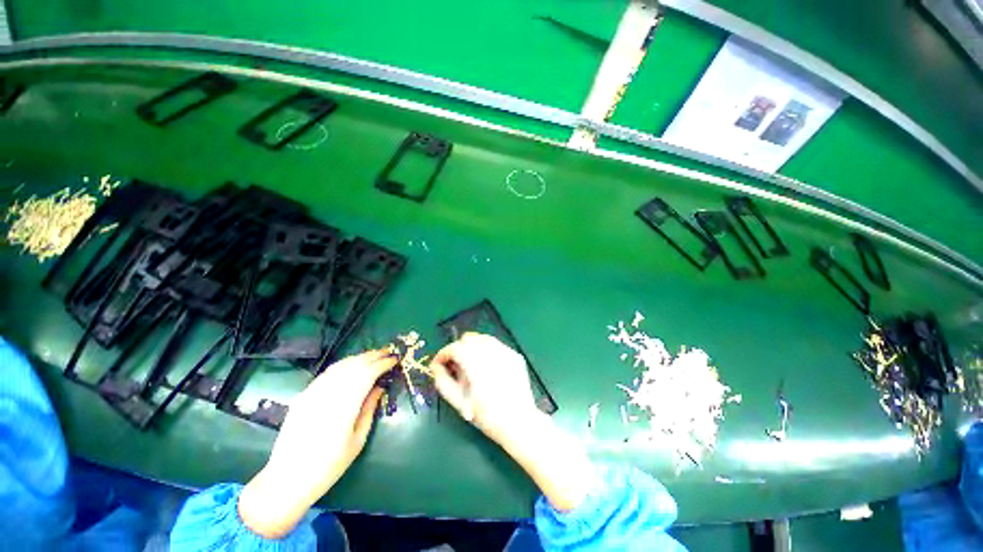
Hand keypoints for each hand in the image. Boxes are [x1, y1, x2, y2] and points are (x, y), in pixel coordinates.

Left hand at [238, 349, 395, 537]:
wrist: (288, 479)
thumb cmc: (329, 466)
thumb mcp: (357, 441)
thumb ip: (369, 410)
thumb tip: (379, 387)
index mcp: (343, 408)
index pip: (367, 374)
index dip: (382, 364)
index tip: (394, 359)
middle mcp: (327, 395)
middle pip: (353, 365)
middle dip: (373, 356)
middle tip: (388, 352)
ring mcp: (312, 393)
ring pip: (340, 366)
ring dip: (359, 357)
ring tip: (373, 355)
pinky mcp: (303, 396)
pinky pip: (327, 373)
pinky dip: (343, 364)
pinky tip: (351, 365)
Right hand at [429, 332, 538, 447]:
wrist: (519, 422)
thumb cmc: (486, 415)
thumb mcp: (459, 401)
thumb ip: (443, 381)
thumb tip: (436, 366)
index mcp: (476, 363)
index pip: (454, 348)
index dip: (443, 354)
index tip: (438, 365)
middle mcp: (491, 352)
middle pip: (468, 338)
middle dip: (458, 349)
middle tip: (455, 365)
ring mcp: (506, 351)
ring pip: (483, 339)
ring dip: (472, 347)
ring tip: (471, 365)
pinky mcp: (514, 355)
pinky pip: (496, 346)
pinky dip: (487, 351)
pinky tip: (488, 367)